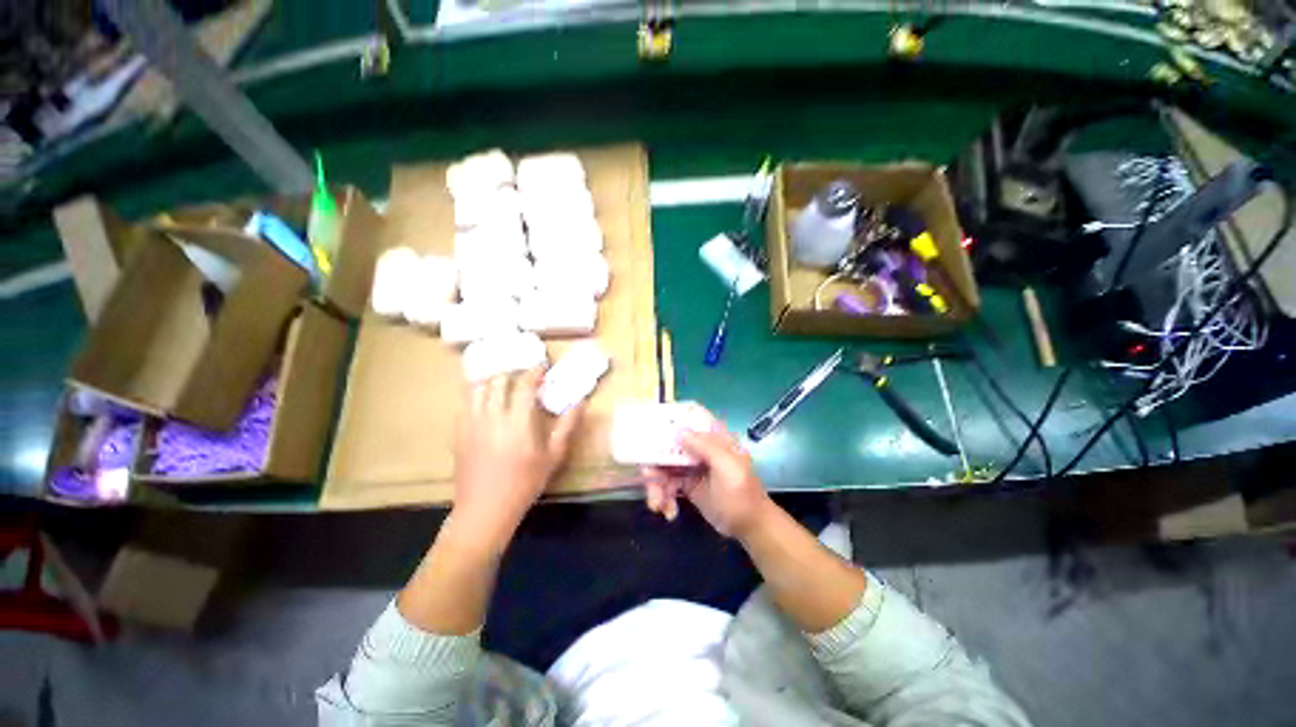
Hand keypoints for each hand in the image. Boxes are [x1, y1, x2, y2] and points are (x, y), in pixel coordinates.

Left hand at [454, 366, 582, 543]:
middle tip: (525, 374)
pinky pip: (465, 402)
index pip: (523, 385)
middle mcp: (492, 416)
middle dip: (513, 372)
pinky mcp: (459, 431)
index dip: (534, 371)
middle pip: (497, 380)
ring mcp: (471, 423)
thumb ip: (567, 426)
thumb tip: (580, 402)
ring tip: (505, 382)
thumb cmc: (524, 483)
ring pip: (477, 387)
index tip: (543, 365)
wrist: (485, 509)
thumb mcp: (553, 456)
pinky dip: (477, 392)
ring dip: (493, 379)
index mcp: (517, 422)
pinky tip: (486, 399)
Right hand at [643, 419, 771, 538]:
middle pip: (668, 444)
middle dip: (655, 461)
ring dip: (656, 485)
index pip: (691, 417)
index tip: (650, 427)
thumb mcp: (728, 469)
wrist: (749, 527)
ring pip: (664, 466)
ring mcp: (691, 465)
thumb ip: (707, 447)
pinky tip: (669, 512)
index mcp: (713, 437)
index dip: (671, 418)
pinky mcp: (686, 483)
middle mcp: (699, 447)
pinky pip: (666, 484)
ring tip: (658, 505)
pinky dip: (663, 497)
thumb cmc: (742, 495)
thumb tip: (680, 431)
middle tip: (648, 479)